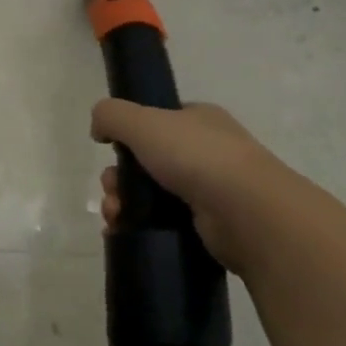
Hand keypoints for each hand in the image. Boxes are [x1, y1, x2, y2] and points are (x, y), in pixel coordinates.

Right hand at [91, 100, 275, 271]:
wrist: (246, 212)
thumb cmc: (196, 156)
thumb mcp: (144, 122)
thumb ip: (111, 115)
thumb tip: (98, 128)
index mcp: (197, 119)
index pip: (156, 120)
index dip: (128, 134)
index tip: (110, 149)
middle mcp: (205, 150)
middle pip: (145, 160)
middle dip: (118, 176)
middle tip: (112, 190)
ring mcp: (209, 188)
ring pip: (150, 193)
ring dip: (122, 202)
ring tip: (115, 215)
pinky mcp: (206, 224)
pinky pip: (162, 221)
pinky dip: (137, 225)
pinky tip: (121, 231)